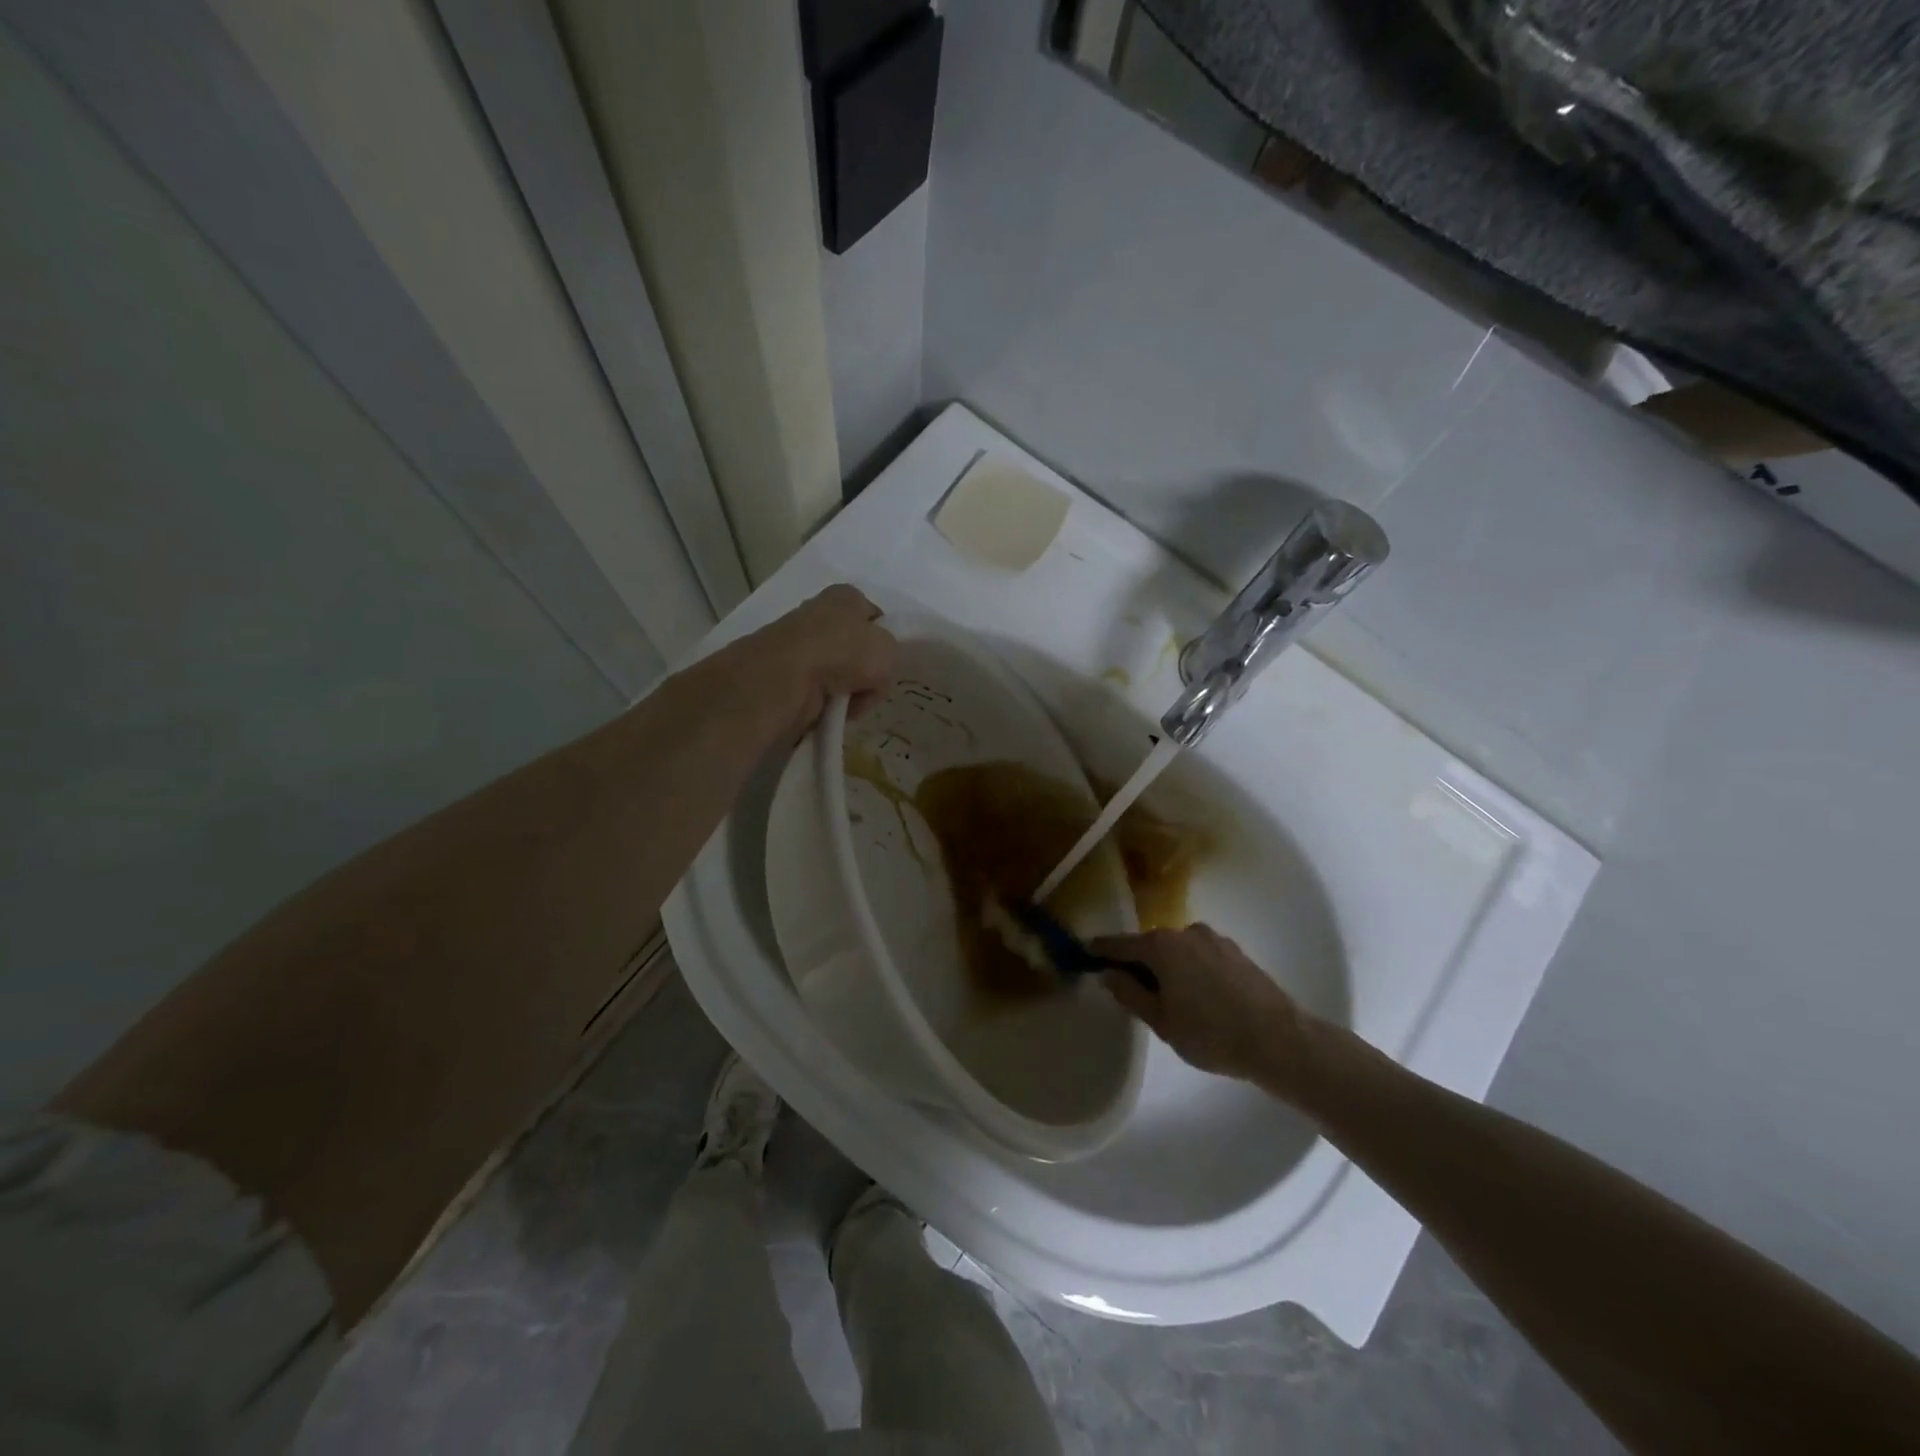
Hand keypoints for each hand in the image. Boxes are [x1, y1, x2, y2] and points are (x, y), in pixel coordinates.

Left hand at [735, 585, 896, 739]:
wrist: (786, 677)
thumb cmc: (843, 652)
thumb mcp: (889, 649)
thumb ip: (891, 656)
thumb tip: (873, 673)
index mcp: (846, 596)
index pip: (874, 616)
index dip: (883, 641)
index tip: (886, 664)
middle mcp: (820, 614)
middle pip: (856, 650)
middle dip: (864, 673)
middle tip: (868, 688)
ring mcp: (800, 645)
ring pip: (839, 674)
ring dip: (846, 692)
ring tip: (847, 704)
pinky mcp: (785, 674)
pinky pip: (818, 692)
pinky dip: (826, 703)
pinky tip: (828, 710)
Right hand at [1089, 924, 1311, 1083]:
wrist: (1279, 1039)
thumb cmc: (1211, 1033)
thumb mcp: (1161, 1021)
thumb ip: (1130, 993)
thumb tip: (1108, 974)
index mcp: (1161, 946)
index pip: (1119, 944)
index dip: (1100, 950)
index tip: (1084, 953)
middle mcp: (1185, 932)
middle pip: (1150, 945)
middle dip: (1139, 964)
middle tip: (1133, 993)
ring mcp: (1214, 939)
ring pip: (1178, 951)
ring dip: (1168, 968)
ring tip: (1173, 1002)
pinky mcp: (1236, 952)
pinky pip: (1201, 957)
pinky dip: (1192, 971)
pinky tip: (1200, 998)